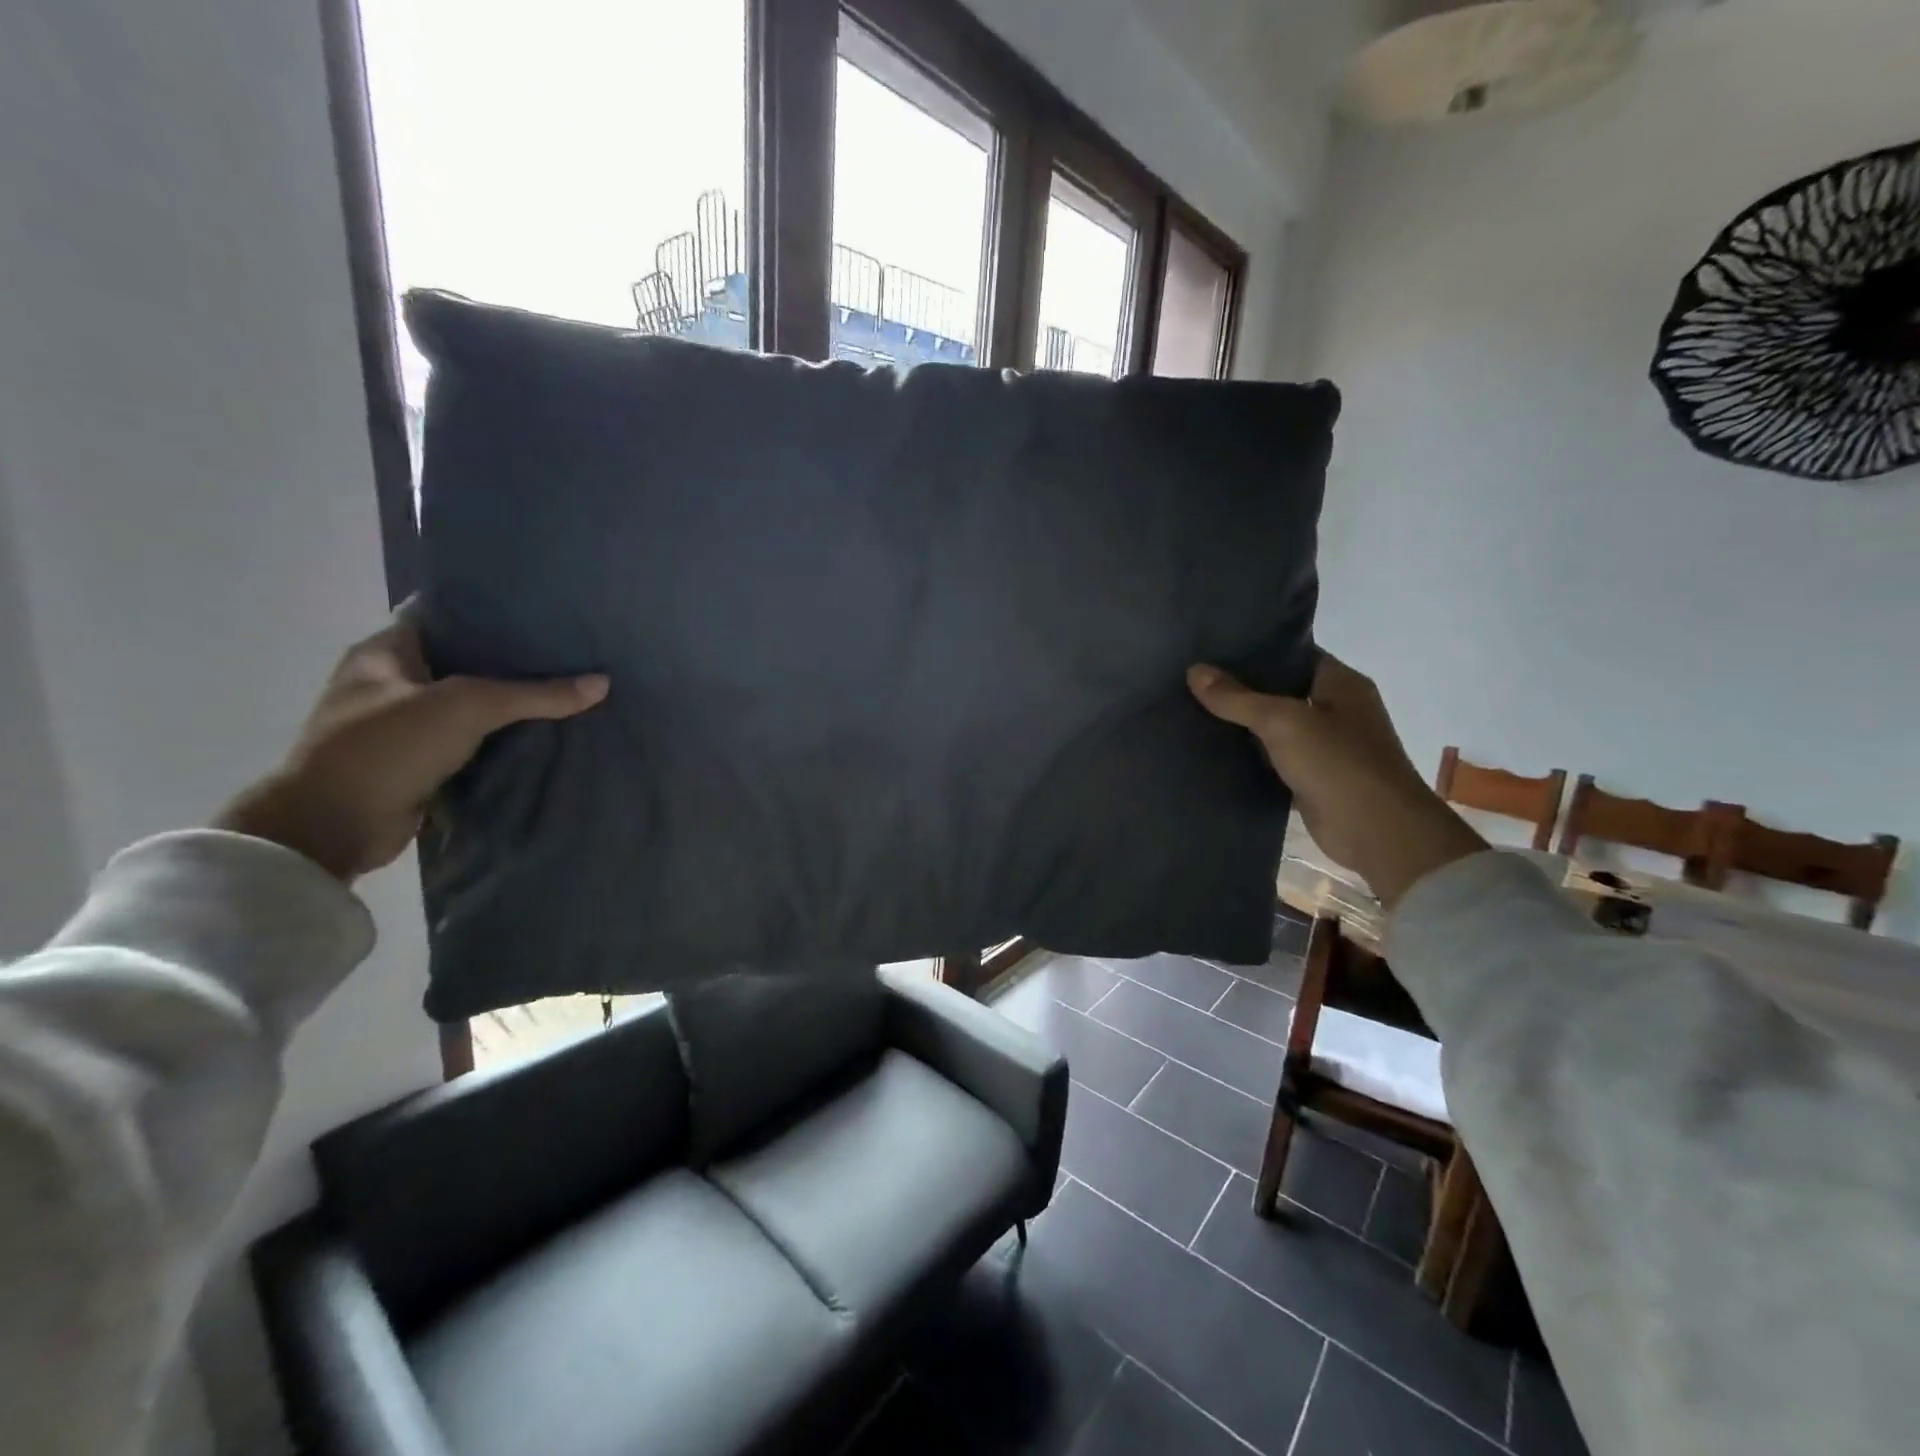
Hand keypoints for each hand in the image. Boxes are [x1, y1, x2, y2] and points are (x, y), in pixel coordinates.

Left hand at [216, 604, 607, 881]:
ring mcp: (403, 725)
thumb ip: (535, 694)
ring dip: (511, 703)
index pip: (443, 612)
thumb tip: (603, 683)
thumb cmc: (386, 746)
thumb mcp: (466, 707)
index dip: (488, 607)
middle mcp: (392, 682)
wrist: (331, 828)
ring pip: (471, 704)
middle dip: (512, 658)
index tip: (541, 608)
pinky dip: (503, 739)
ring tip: (569, 688)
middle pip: (463, 659)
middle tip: (569, 650)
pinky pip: (472, 741)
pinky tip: (546, 734)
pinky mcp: (419, 763)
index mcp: (385, 651)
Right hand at [1187, 653, 1484, 907]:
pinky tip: (1211, 750)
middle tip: (1191, 680)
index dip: (1254, 651)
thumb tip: (1194, 671)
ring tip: (1191, 710)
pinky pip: (1272, 759)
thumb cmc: (1338, 764)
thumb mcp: (1282, 722)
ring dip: (1240, 724)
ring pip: (1273, 727)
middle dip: (1239, 688)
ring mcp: (1324, 746)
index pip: (1292, 654)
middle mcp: (1335, 709)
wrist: (1376, 832)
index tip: (1210, 650)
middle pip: (1279, 690)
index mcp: (1340, 683)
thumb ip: (1237, 698)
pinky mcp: (1310, 778)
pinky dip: (1247, 756)